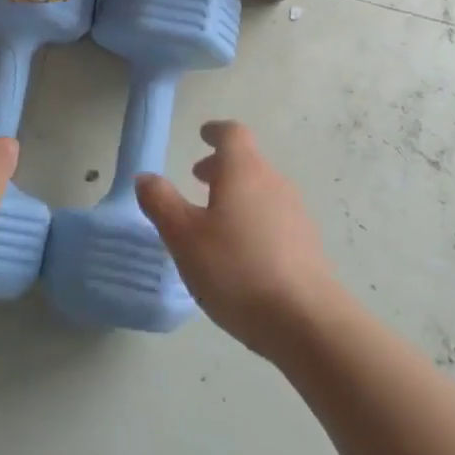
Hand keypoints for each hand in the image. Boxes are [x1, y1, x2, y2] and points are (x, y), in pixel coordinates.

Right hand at [135, 120, 339, 357]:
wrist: (308, 323)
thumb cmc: (237, 269)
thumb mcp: (184, 237)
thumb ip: (161, 202)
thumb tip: (145, 177)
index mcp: (244, 172)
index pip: (232, 134)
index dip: (216, 131)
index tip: (203, 135)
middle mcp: (274, 184)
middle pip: (248, 162)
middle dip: (221, 166)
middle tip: (197, 179)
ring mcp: (296, 215)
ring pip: (261, 191)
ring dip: (237, 195)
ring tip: (214, 219)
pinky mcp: (308, 246)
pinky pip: (274, 218)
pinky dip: (253, 220)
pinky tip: (240, 253)